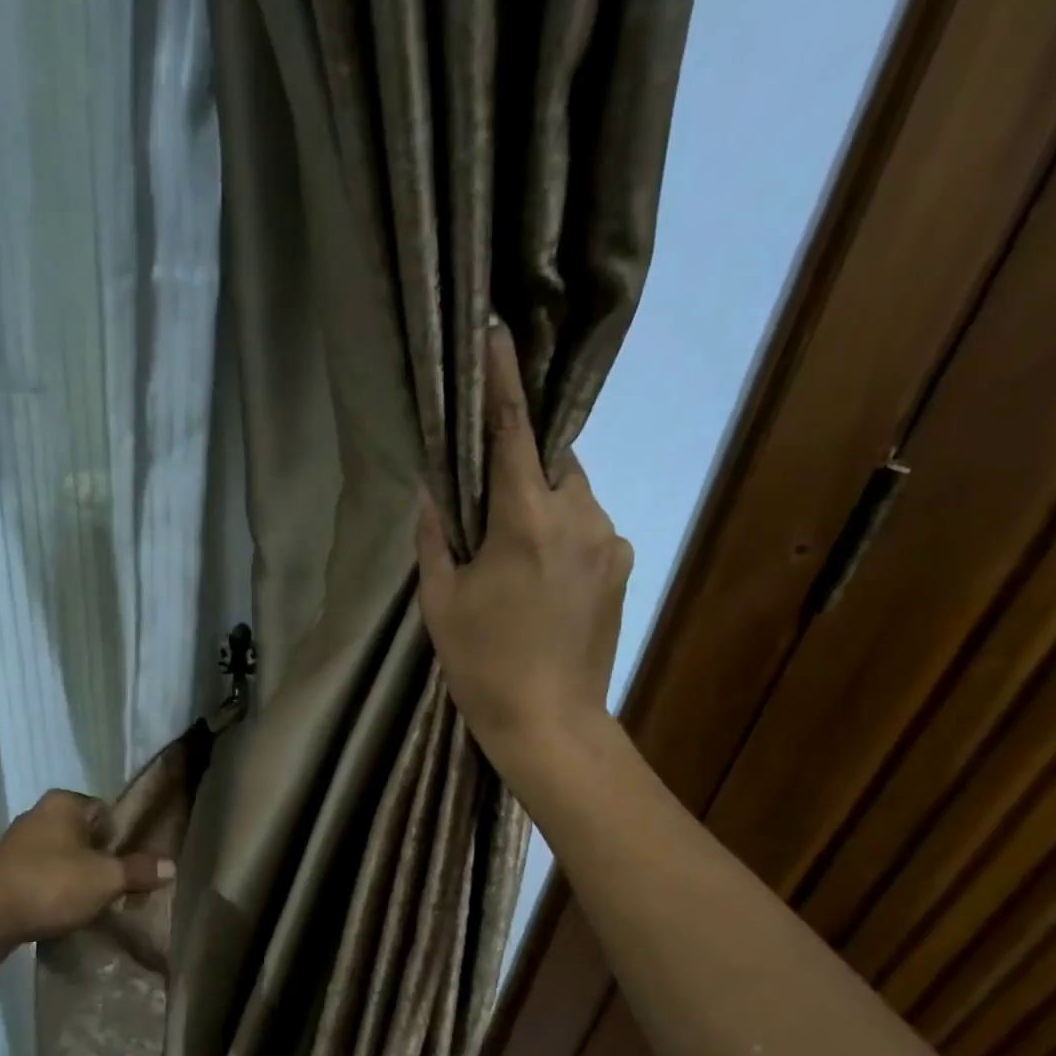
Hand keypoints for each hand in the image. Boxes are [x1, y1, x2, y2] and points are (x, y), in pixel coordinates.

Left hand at [0, 790, 174, 956]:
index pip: (107, 812)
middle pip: (85, 834)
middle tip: (113, 887)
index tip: (128, 867)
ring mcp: (15, 841)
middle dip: (99, 859)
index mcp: (63, 803)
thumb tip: (172, 865)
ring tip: (87, 903)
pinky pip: (40, 873)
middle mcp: (37, 813)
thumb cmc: (50, 887)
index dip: (122, 839)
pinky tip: (58, 910)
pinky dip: (52, 888)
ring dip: (76, 876)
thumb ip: (139, 870)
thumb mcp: (105, 879)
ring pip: (62, 855)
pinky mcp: (1, 869)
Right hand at [415, 321, 632, 789]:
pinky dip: (560, 530)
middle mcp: (579, 516)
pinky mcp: (621, 566)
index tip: (496, 332)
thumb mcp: (440, 601)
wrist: (549, 723)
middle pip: (550, 458)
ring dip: (540, 499)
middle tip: (487, 490)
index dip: (502, 377)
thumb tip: (433, 488)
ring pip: (572, 493)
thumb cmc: (482, 664)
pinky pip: (587, 526)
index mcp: (525, 521)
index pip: (512, 429)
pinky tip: (538, 575)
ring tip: (510, 545)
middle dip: (521, 458)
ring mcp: (609, 541)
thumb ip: (435, 536)